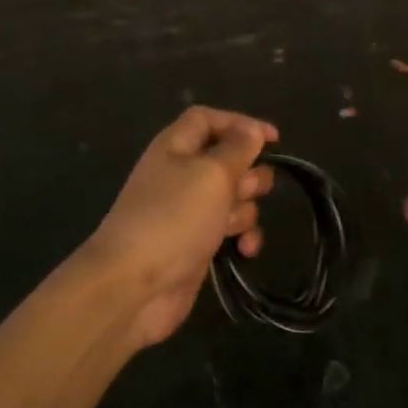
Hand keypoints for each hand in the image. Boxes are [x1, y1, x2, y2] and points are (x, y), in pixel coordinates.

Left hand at [84, 106, 278, 346]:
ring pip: (234, 196)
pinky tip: (245, 250)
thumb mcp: (212, 173)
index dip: (240, 123)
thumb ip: (238, 148)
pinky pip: (230, 230)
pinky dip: (242, 236)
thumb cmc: (173, 218)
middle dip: (248, 173)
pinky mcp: (197, 244)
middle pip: (227, 159)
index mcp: (176, 147)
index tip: (273, 140)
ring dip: (245, 208)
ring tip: (234, 225)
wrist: (134, 288)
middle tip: (248, 189)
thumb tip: (251, 130)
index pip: (208, 119)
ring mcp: (189, 212)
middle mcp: (181, 174)